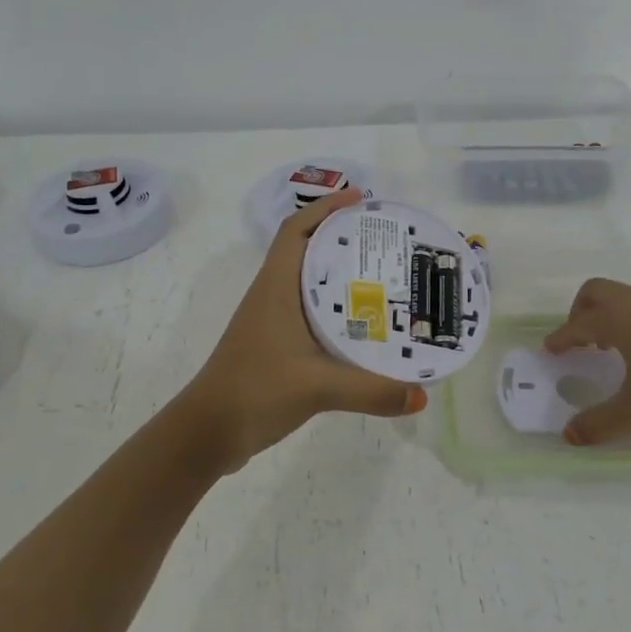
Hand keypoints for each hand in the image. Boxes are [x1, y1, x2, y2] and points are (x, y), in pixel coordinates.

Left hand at [184, 188, 426, 467]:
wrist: (209, 432)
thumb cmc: (255, 390)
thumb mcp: (318, 387)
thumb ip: (371, 391)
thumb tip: (422, 397)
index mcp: (276, 287)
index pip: (296, 230)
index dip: (326, 208)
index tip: (362, 199)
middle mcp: (274, 296)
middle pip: (308, 251)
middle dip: (344, 238)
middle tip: (388, 241)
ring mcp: (273, 322)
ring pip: (310, 284)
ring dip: (341, 274)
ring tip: (386, 277)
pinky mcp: (277, 346)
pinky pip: (312, 314)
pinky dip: (337, 310)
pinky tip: (364, 326)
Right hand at [543, 279, 630, 444]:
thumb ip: (601, 423)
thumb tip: (568, 436)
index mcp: (617, 320)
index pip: (577, 325)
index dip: (561, 338)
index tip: (551, 349)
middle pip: (596, 292)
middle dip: (580, 312)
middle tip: (579, 340)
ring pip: (626, 297)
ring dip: (610, 316)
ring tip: (613, 348)